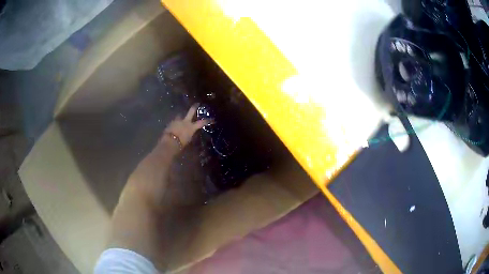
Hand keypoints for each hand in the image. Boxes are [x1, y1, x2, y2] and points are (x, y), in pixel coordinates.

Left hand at [163, 104, 211, 146]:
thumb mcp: (188, 140)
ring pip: (180, 115)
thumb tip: (192, 133)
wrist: (169, 142)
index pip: (202, 122)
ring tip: (182, 116)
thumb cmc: (181, 144)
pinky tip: (175, 124)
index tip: (212, 119)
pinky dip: (175, 122)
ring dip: (182, 115)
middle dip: (194, 107)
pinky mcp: (170, 122)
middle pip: (191, 111)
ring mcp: (177, 120)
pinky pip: (174, 120)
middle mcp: (185, 121)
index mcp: (191, 127)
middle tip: (197, 103)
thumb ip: (190, 135)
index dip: (208, 120)